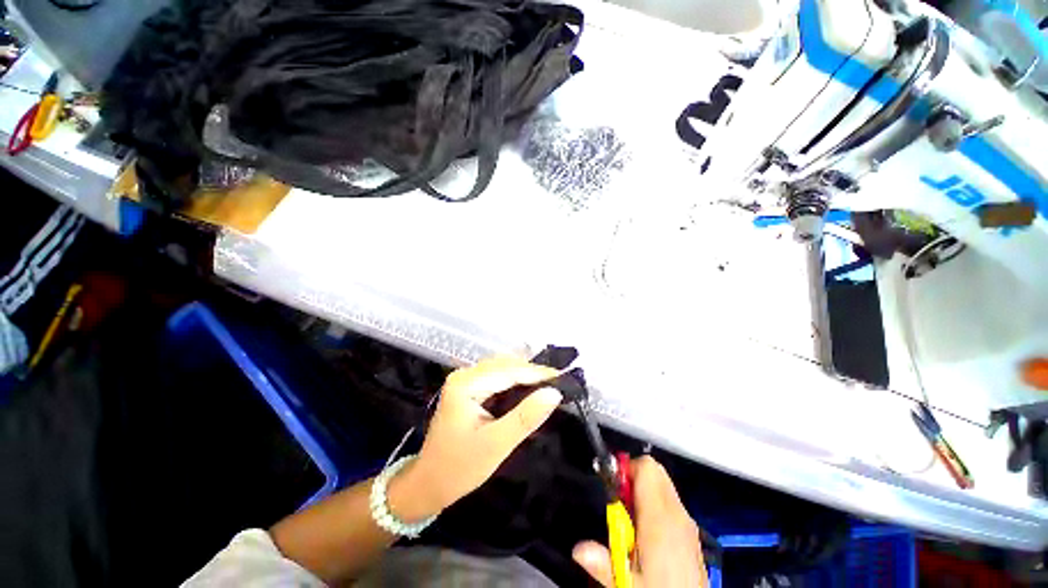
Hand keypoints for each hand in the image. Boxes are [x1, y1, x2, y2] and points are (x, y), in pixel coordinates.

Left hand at [387, 356, 561, 521]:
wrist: (428, 484)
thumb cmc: (459, 468)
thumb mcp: (496, 445)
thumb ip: (525, 417)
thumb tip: (554, 393)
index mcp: (466, 384)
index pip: (508, 371)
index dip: (537, 373)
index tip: (563, 377)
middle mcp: (464, 375)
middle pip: (505, 365)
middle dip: (532, 371)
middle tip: (559, 381)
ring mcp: (465, 380)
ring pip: (502, 368)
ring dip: (525, 373)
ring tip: (549, 382)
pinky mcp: (468, 388)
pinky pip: (496, 376)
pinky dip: (515, 379)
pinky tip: (529, 386)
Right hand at [572, 456, 707, 586]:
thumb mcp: (628, 584)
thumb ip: (603, 563)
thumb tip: (579, 548)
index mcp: (660, 519)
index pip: (646, 467)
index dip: (625, 468)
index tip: (611, 485)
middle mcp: (677, 514)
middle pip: (655, 471)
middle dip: (633, 477)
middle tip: (618, 503)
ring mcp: (687, 522)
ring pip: (663, 485)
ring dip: (643, 491)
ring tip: (629, 520)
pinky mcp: (691, 533)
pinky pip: (670, 501)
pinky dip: (655, 504)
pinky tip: (645, 534)